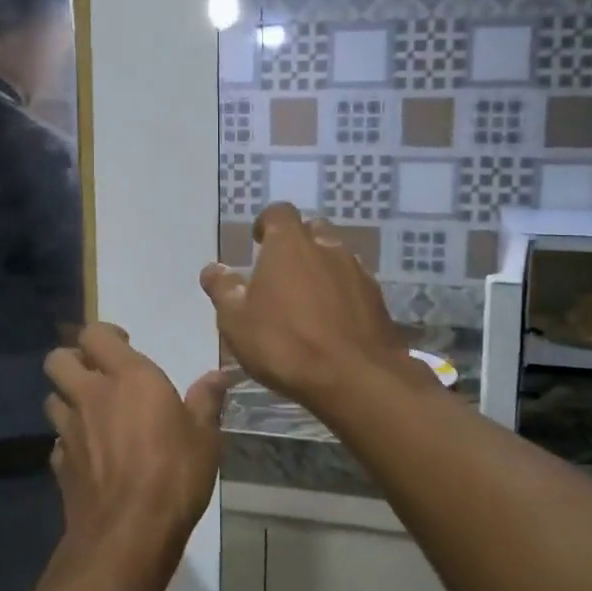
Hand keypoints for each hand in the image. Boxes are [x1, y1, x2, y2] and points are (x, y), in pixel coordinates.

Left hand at [44, 324, 228, 573]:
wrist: (128, 534)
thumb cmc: (174, 474)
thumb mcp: (204, 437)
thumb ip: (206, 400)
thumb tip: (219, 375)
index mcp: (128, 377)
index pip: (95, 333)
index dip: (105, 334)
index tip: (124, 343)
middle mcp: (91, 395)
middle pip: (58, 359)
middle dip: (72, 359)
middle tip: (97, 373)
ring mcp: (69, 430)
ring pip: (51, 398)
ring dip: (67, 398)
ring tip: (90, 412)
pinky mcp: (59, 464)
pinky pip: (56, 440)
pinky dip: (68, 440)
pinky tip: (87, 454)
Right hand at [201, 204, 418, 410]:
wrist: (355, 378)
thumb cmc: (285, 343)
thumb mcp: (237, 321)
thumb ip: (224, 290)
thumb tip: (213, 269)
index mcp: (289, 245)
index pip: (279, 212)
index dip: (267, 223)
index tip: (258, 241)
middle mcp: (327, 248)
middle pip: (312, 230)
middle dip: (297, 244)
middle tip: (281, 272)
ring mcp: (357, 272)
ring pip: (336, 257)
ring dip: (321, 269)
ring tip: (307, 300)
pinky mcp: (378, 299)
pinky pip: (354, 285)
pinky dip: (341, 294)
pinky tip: (332, 321)